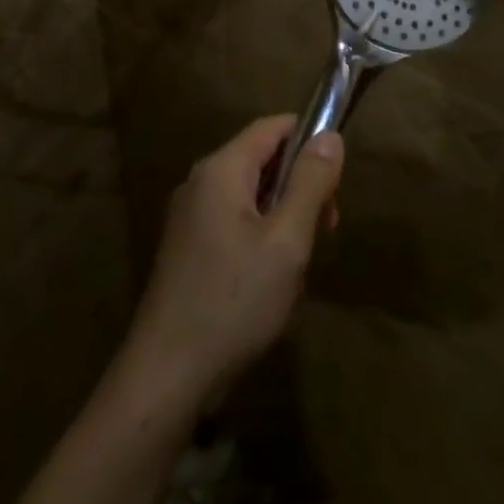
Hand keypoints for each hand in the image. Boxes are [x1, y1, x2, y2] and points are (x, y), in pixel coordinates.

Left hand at [121, 115, 343, 404]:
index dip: (308, 139)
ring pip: (250, 196)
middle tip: (326, 228)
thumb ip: (310, 183)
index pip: (271, 127)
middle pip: (261, 161)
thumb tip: (329, 136)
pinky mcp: (186, 250)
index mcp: (220, 170)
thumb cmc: (234, 300)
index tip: (337, 176)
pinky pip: (233, 223)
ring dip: (283, 217)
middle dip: (299, 186)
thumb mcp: (287, 240)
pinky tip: (271, 281)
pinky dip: (261, 237)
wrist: (167, 375)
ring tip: (299, 264)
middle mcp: (200, 183)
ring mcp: (188, 218)